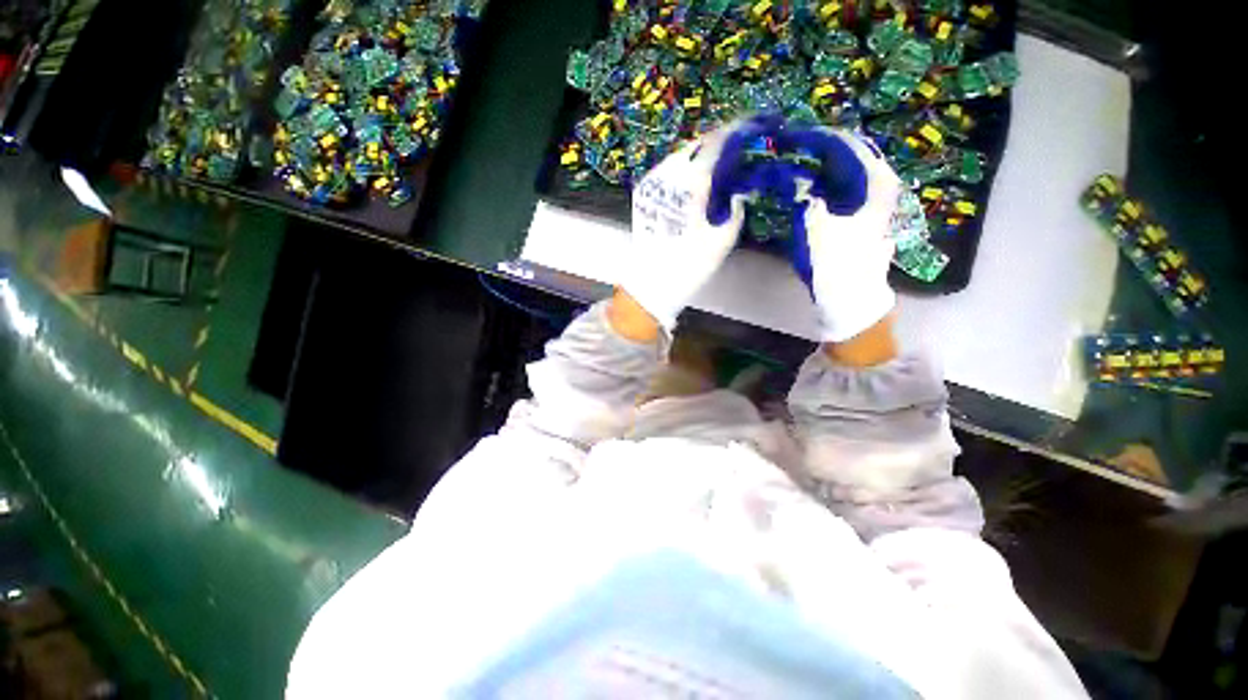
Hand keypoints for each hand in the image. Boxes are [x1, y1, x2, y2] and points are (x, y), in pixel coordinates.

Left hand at [618, 119, 762, 330]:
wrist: (651, 283)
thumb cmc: (688, 266)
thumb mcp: (722, 240)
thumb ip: (736, 208)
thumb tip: (741, 188)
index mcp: (689, 186)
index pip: (715, 144)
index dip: (736, 131)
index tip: (754, 125)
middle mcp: (667, 177)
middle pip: (696, 145)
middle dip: (718, 141)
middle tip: (738, 145)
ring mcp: (651, 184)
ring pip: (680, 155)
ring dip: (701, 153)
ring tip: (719, 160)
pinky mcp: (643, 193)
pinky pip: (667, 169)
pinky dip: (685, 166)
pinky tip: (696, 176)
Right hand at [790, 128, 901, 342]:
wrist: (850, 297)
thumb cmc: (835, 262)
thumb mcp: (813, 224)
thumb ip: (801, 193)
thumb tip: (787, 174)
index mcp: (876, 180)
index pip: (845, 142)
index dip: (815, 138)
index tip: (789, 136)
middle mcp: (881, 182)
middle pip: (847, 152)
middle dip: (817, 148)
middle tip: (788, 148)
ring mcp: (875, 198)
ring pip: (845, 168)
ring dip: (820, 164)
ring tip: (792, 162)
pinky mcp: (864, 212)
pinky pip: (843, 185)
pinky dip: (824, 181)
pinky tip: (805, 184)